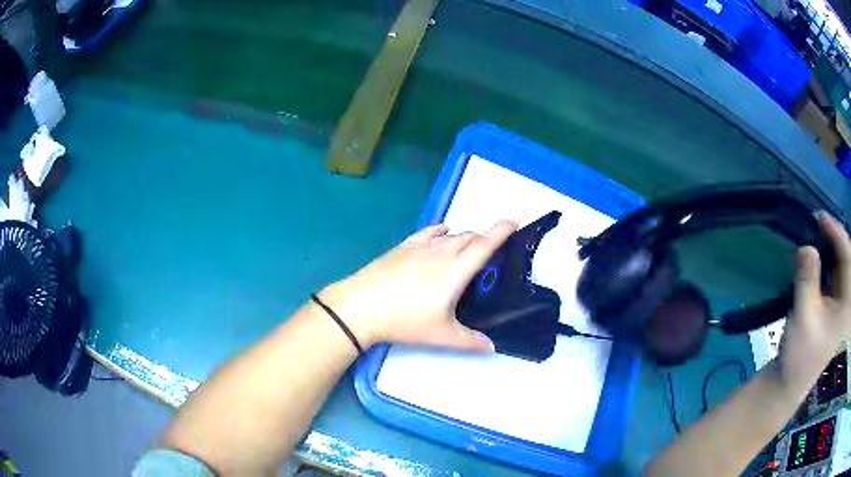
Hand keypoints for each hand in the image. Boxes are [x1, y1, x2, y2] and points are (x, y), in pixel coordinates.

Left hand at [319, 221, 517, 351]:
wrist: (360, 306)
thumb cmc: (404, 320)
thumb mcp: (441, 335)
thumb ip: (470, 341)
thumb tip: (491, 347)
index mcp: (455, 271)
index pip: (484, 245)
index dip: (502, 232)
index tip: (514, 221)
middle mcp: (441, 252)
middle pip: (469, 237)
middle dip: (484, 239)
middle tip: (491, 251)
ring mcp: (420, 247)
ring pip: (450, 235)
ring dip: (464, 238)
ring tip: (468, 248)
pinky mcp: (402, 247)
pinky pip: (428, 232)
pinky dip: (440, 231)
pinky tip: (442, 233)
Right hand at [776, 212, 850, 397]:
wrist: (790, 382)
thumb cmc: (800, 355)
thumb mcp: (804, 317)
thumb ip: (807, 279)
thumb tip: (806, 246)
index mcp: (848, 306)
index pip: (847, 257)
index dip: (836, 232)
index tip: (819, 216)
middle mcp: (849, 301)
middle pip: (847, 257)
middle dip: (835, 238)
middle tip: (817, 223)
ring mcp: (843, 303)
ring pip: (842, 263)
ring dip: (831, 247)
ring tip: (817, 234)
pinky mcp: (836, 305)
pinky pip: (836, 272)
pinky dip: (828, 259)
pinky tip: (818, 254)